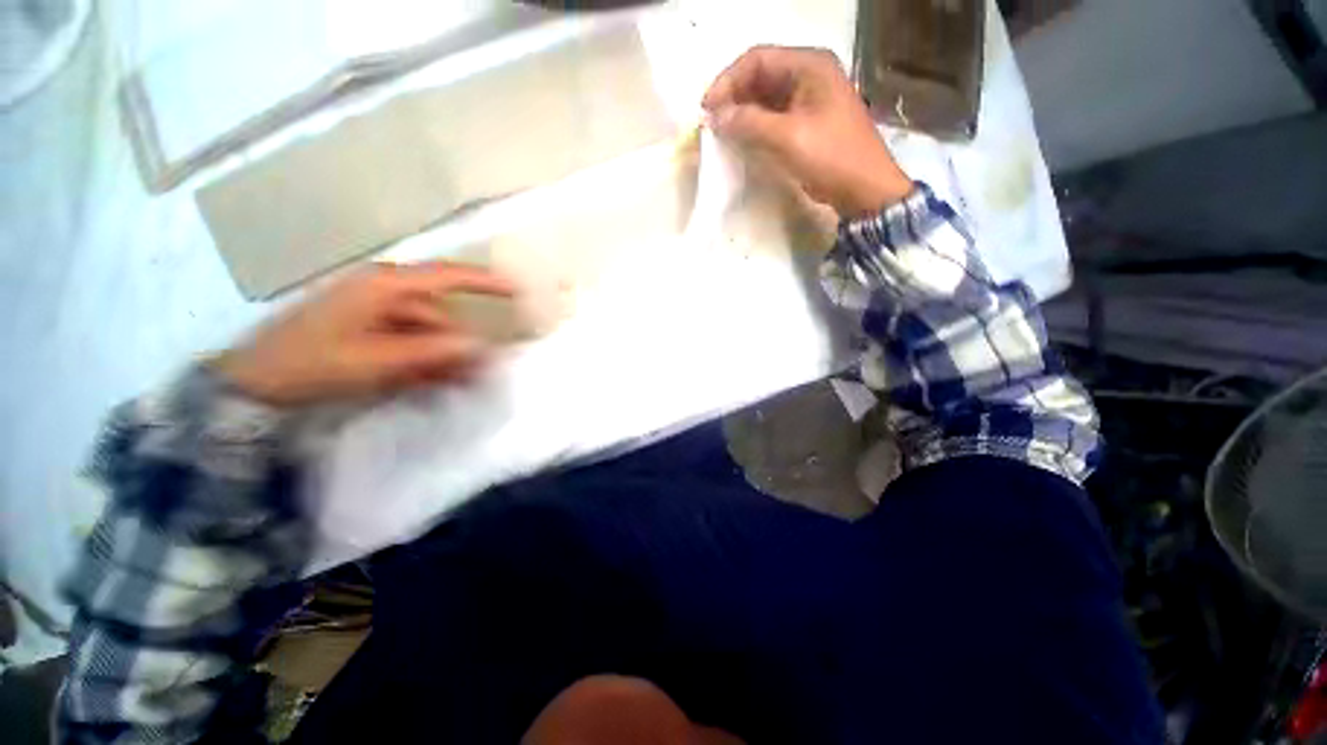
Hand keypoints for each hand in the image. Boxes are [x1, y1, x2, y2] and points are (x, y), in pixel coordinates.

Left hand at [213, 262, 514, 406]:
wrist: (255, 384)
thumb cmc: (313, 363)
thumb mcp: (377, 360)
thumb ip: (432, 351)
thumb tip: (480, 345)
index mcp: (384, 286)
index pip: (447, 276)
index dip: (485, 281)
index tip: (517, 289)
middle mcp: (383, 291)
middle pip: (439, 313)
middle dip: (461, 341)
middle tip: (481, 370)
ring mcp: (374, 310)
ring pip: (426, 330)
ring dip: (443, 355)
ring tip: (458, 383)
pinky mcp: (367, 329)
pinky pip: (409, 340)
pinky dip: (424, 359)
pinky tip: (434, 380)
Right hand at [702, 46, 913, 217]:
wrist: (864, 190)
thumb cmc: (831, 157)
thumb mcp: (788, 138)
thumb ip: (749, 123)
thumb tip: (715, 117)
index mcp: (810, 65)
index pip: (758, 59)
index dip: (728, 81)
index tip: (707, 109)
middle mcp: (809, 74)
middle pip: (761, 76)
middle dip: (733, 97)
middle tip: (711, 123)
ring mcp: (809, 98)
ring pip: (765, 97)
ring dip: (742, 112)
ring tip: (721, 133)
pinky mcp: (807, 121)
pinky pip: (774, 115)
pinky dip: (755, 125)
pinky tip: (741, 139)